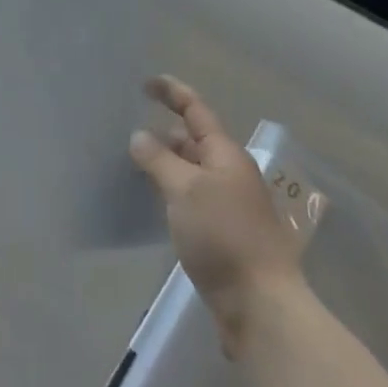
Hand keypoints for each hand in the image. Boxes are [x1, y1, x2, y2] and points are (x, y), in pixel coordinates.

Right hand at [129, 76, 309, 355]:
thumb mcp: (184, 190)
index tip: (146, 82)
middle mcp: (229, 173)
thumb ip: (158, 159)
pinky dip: (170, 190)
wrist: (259, 304)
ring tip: (133, 162)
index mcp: (226, 154)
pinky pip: (191, 198)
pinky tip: (151, 200)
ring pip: (191, 171)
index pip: (196, 110)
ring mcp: (228, 204)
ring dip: (165, 163)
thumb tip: (140, 136)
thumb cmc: (223, 236)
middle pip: (194, 140)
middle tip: (128, 131)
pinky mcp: (221, 233)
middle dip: (165, 131)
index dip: (172, 92)